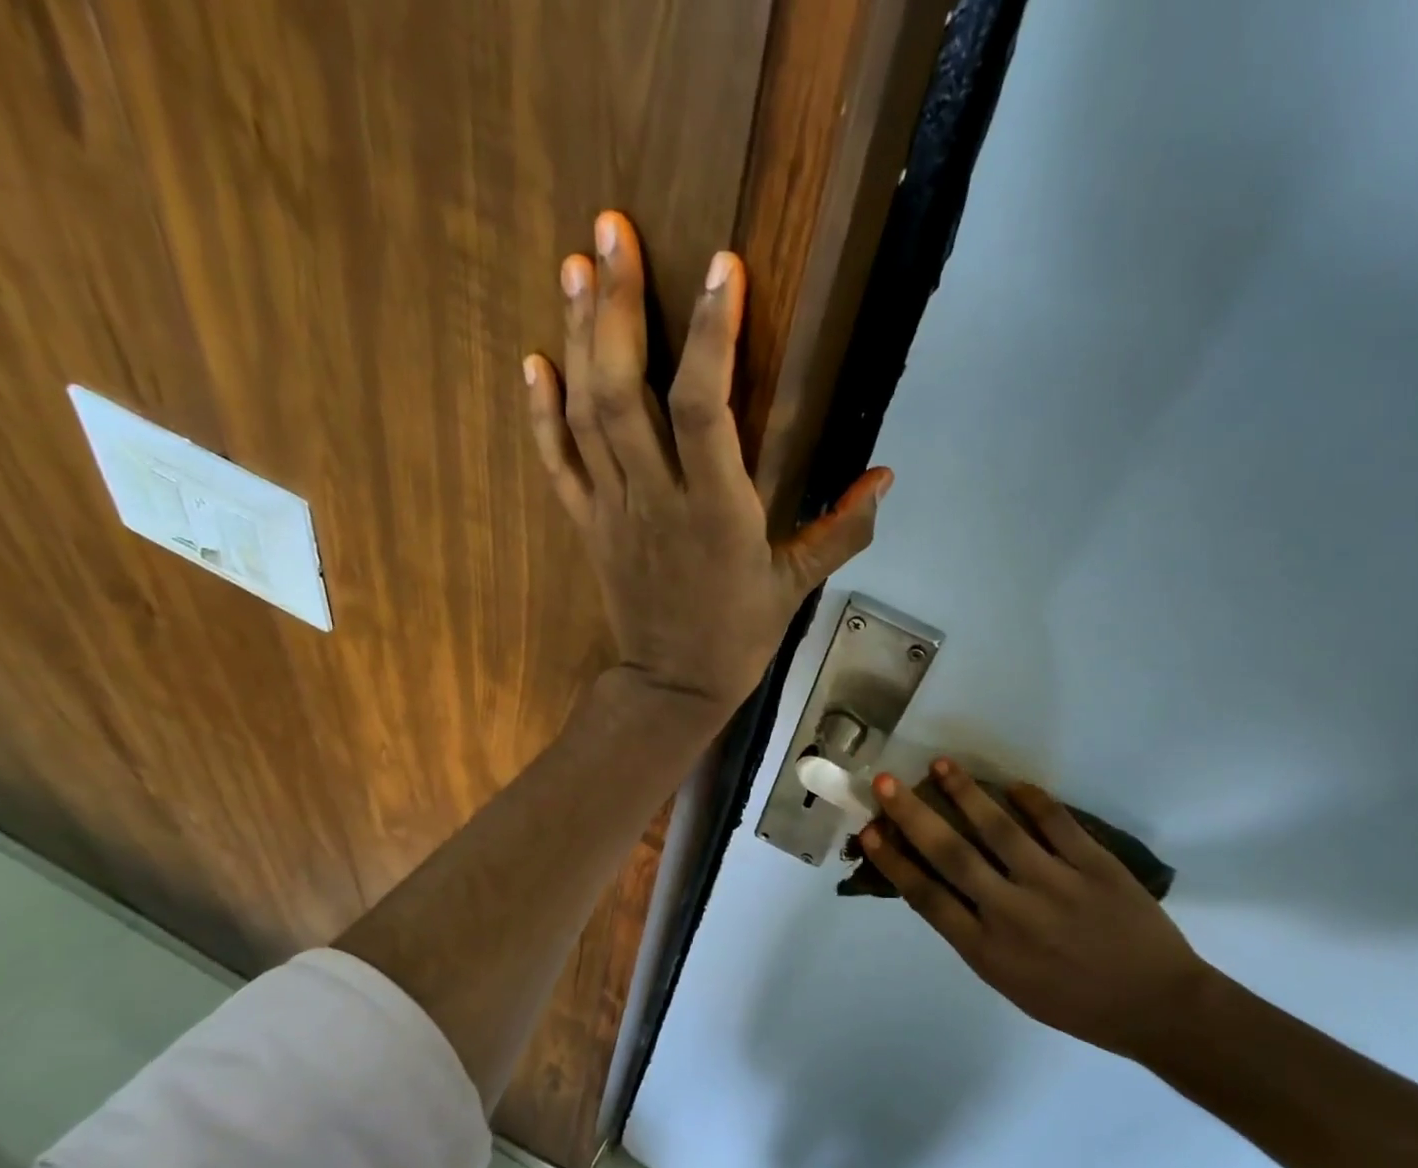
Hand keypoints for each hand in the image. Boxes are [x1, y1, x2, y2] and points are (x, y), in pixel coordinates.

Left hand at [524, 212, 890, 710]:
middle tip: (610, 230)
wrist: (672, 687)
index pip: (706, 409)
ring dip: (575, 336)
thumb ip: (842, 530)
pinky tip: (532, 358)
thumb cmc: (738, 635)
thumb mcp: (797, 586)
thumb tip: (885, 476)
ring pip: (586, 414)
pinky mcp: (586, 525)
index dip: (710, 335)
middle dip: (615, 305)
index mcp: (718, 514)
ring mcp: (613, 511)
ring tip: (574, 262)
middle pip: (625, 392)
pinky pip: (556, 462)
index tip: (722, 267)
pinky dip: (539, 411)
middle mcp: (657, 500)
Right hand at [859, 759, 1215, 1060]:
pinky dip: (1034, 801)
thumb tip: (937, 885)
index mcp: (987, 950)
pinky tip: (1013, 783)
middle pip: (951, 855)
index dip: (893, 860)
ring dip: (966, 794)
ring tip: (940, 765)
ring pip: (1000, 830)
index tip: (869, 830)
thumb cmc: (1074, 1002)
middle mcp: (1012, 914)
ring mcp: (1056, 886)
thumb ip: (972, 934)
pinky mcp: (1096, 867)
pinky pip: (1058, 824)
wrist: (1158, 1009)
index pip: (926, 896)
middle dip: (913, 816)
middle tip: (886, 782)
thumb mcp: (1009, 981)